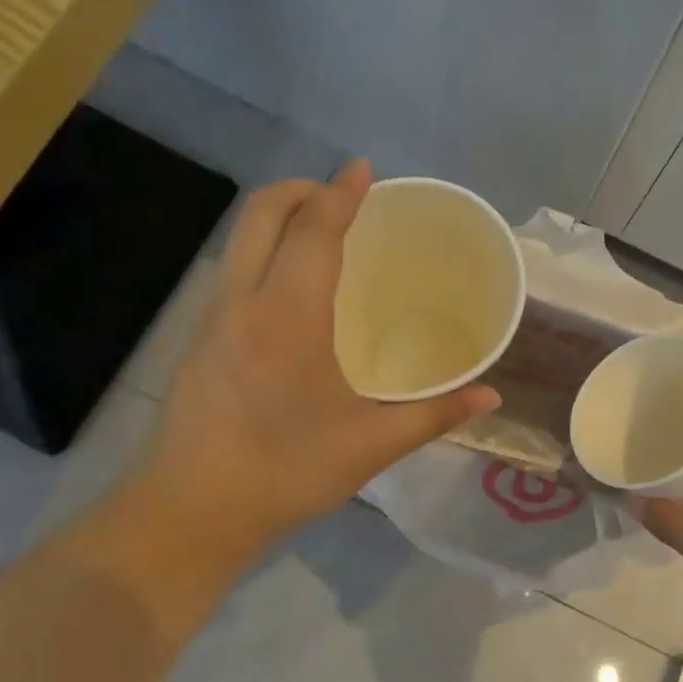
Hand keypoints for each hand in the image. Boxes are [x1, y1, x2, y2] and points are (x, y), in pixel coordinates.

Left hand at [124, 160, 498, 567]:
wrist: (191, 511)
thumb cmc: (286, 472)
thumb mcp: (371, 446)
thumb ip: (434, 415)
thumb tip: (491, 397)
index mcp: (289, 315)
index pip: (314, 228)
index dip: (341, 192)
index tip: (364, 169)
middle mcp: (243, 300)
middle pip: (261, 212)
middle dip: (301, 189)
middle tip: (341, 197)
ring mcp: (211, 318)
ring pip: (239, 239)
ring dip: (277, 220)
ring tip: (318, 238)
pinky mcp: (196, 340)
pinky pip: (232, 271)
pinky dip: (262, 255)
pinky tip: (288, 294)